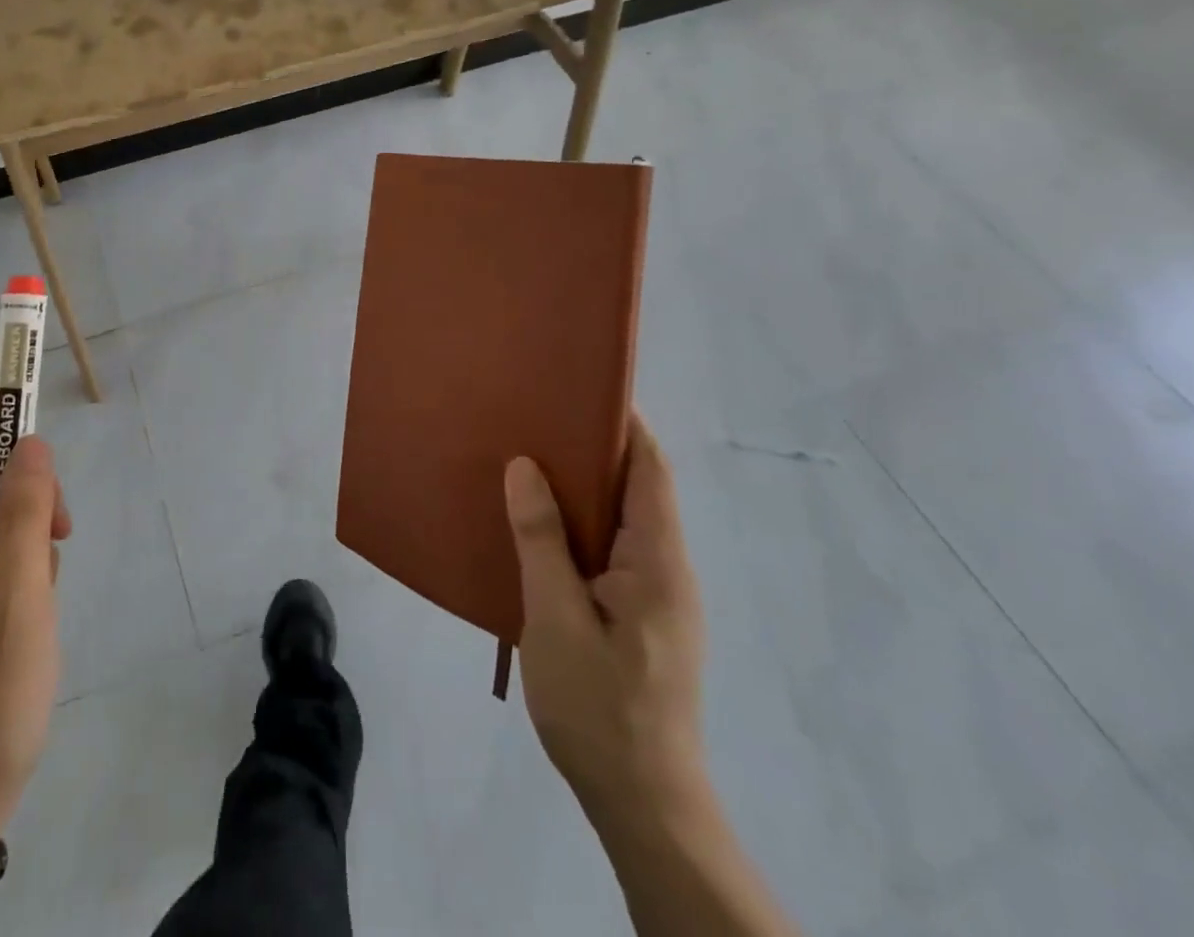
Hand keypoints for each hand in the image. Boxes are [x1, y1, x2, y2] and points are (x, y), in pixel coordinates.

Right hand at [504, 412, 707, 841]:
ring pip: (622, 522)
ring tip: (528, 463)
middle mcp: (668, 570)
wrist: (643, 805)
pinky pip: (613, 552)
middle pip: (638, 489)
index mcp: (658, 561)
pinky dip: (581, 527)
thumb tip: (525, 466)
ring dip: (583, 489)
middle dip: (594, 449)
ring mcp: (658, 598)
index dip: (624, 424)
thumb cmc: (599, 707)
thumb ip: (541, 539)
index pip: (650, 470)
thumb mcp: (556, 618)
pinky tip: (539, 530)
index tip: (579, 388)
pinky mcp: (643, 620)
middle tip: (536, 420)